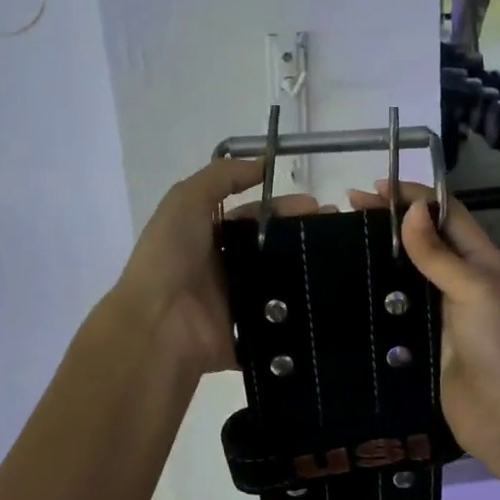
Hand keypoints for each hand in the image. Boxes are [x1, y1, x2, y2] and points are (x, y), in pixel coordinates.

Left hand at [113, 159, 317, 378]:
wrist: (158, 324)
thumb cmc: (170, 257)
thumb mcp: (185, 200)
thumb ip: (221, 177)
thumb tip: (264, 164)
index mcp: (206, 237)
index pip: (252, 217)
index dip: (283, 208)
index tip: (317, 207)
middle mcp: (222, 268)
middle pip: (269, 249)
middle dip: (302, 238)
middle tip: (337, 233)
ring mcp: (235, 303)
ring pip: (279, 284)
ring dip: (307, 273)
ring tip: (342, 264)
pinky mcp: (248, 335)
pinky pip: (280, 323)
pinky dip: (301, 313)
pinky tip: (329, 298)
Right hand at [347, 181, 499, 463]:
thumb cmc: (495, 344)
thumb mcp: (472, 288)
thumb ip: (438, 252)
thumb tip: (411, 210)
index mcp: (481, 260)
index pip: (447, 213)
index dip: (414, 196)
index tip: (373, 188)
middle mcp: (461, 278)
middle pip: (424, 238)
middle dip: (390, 220)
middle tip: (347, 210)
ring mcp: (441, 309)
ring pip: (408, 270)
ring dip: (380, 253)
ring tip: (341, 241)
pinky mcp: (423, 337)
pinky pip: (398, 305)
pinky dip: (377, 291)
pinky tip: (349, 285)